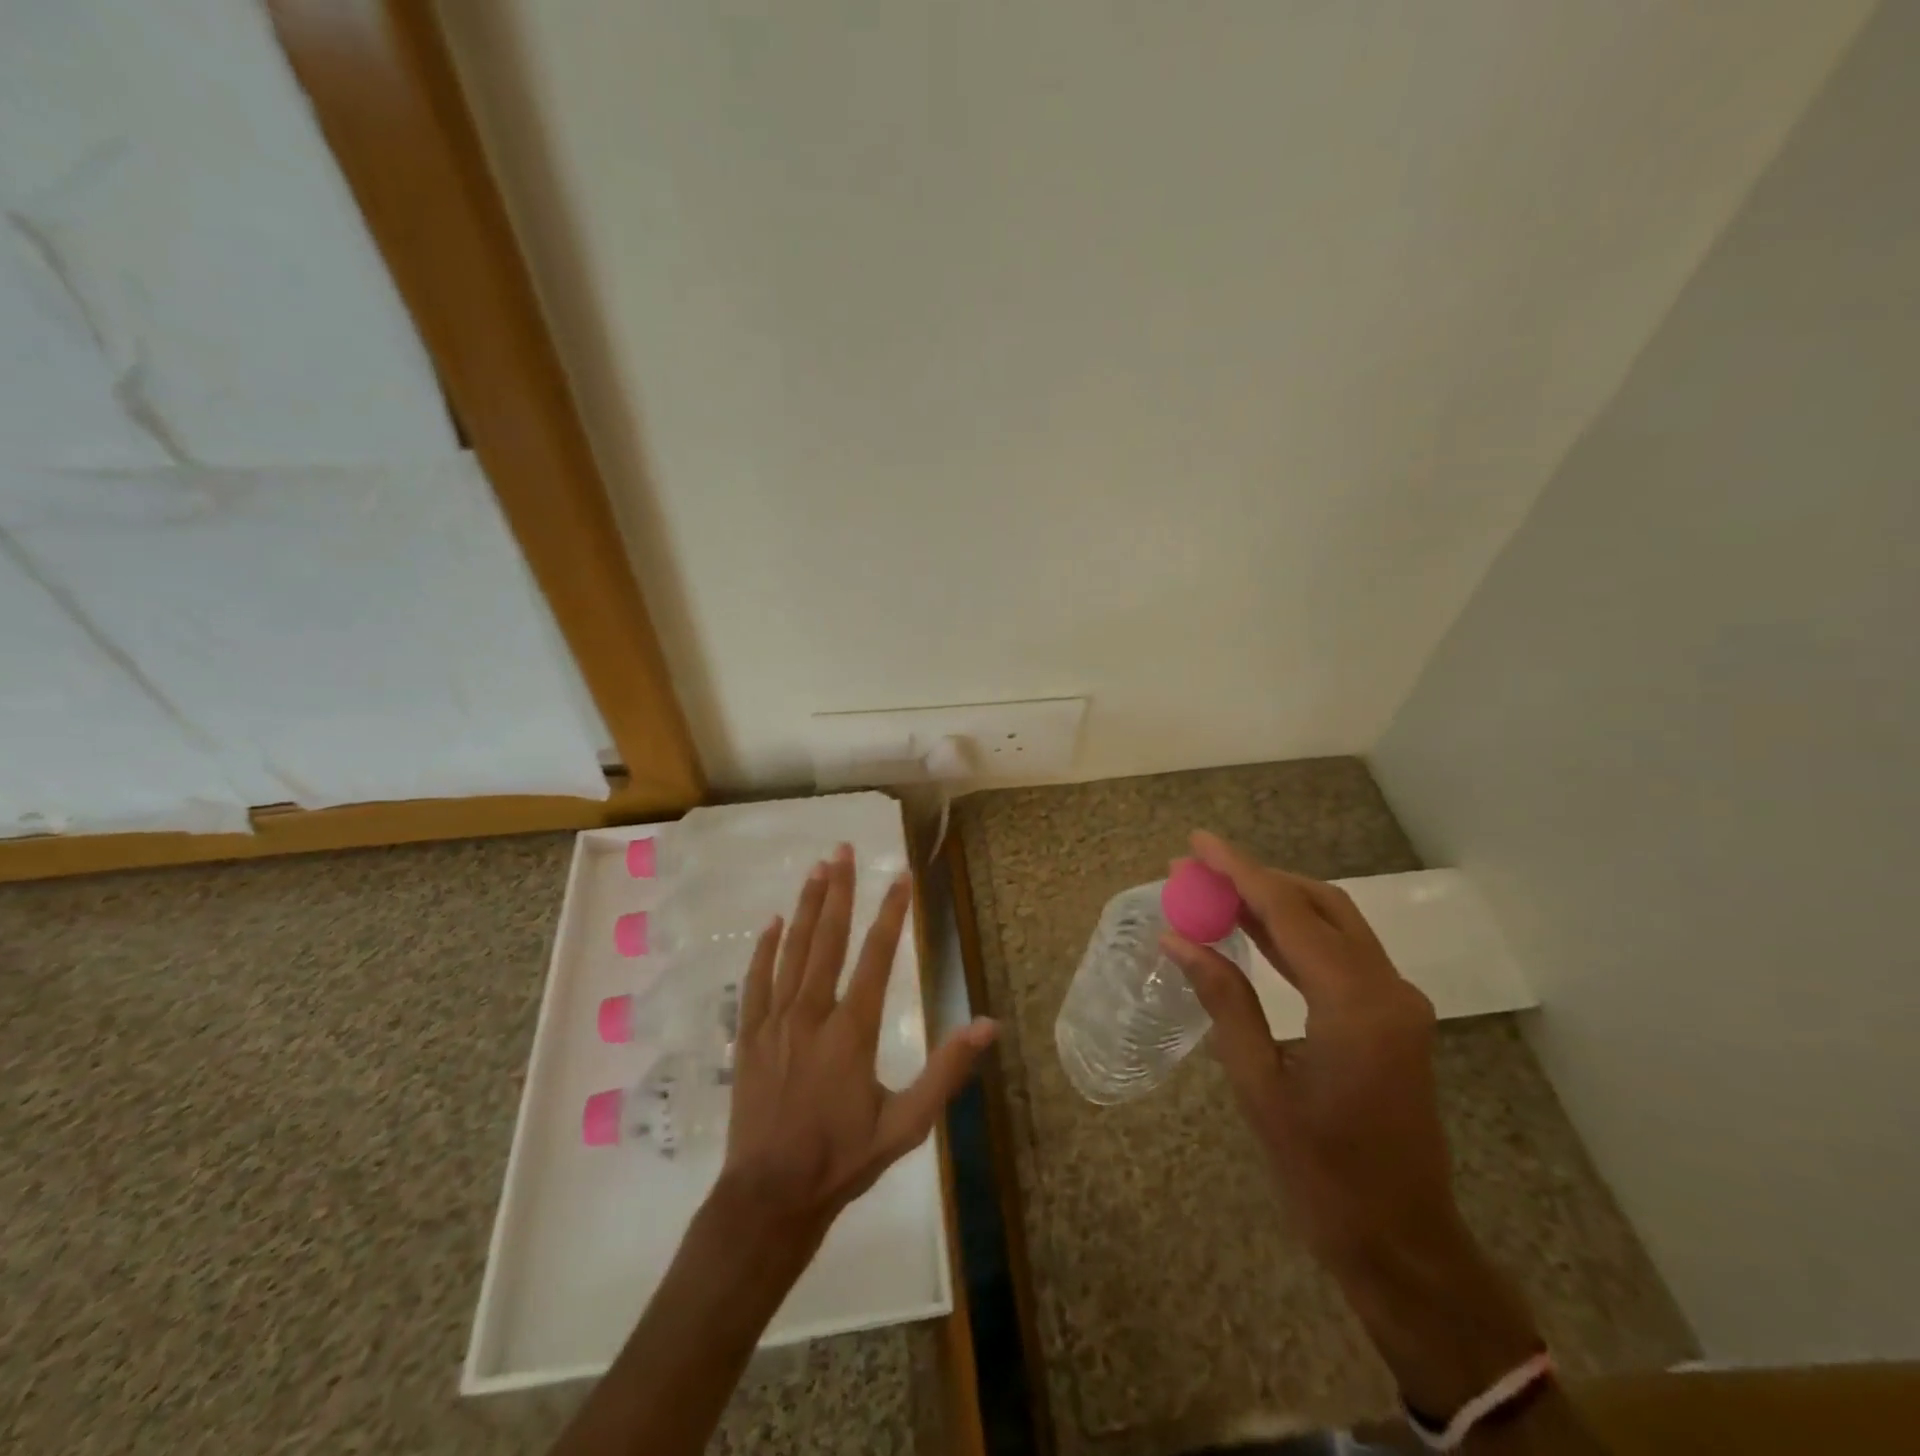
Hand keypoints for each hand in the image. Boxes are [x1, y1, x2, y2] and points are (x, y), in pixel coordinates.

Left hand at [717, 843, 997, 1248]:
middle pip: (827, 939)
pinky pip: (757, 981)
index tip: (900, 876)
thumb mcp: (907, 1125)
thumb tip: (987, 1025)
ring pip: (792, 951)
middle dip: (839, 891)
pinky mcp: (750, 1037)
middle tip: (843, 849)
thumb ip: (947, 1072)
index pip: (876, 957)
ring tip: (816, 869)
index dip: (891, 913)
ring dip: (805, 907)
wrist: (769, 1198)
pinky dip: (764, 949)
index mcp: (852, 1031)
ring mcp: (775, 1022)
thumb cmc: (843, 1160)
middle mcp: (812, 1014)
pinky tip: (771, 923)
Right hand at [1161, 830, 1540, 1417]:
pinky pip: (1341, 953)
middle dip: (1257, 878)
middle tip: (1199, 869)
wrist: (1402, 1241)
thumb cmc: (1322, 1172)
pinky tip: (1255, 931)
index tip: (1197, 843)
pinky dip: (1296, 933)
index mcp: (1356, 1004)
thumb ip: (1223, 1000)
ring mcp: (1397, 1001)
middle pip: (1319, 904)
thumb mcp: (1258, 1084)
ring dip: (1276, 901)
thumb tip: (1178, 939)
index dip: (1238, 871)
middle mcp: (1387, 989)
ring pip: (1334, 923)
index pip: (1289, 913)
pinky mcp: (1392, 1017)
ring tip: (1216, 890)